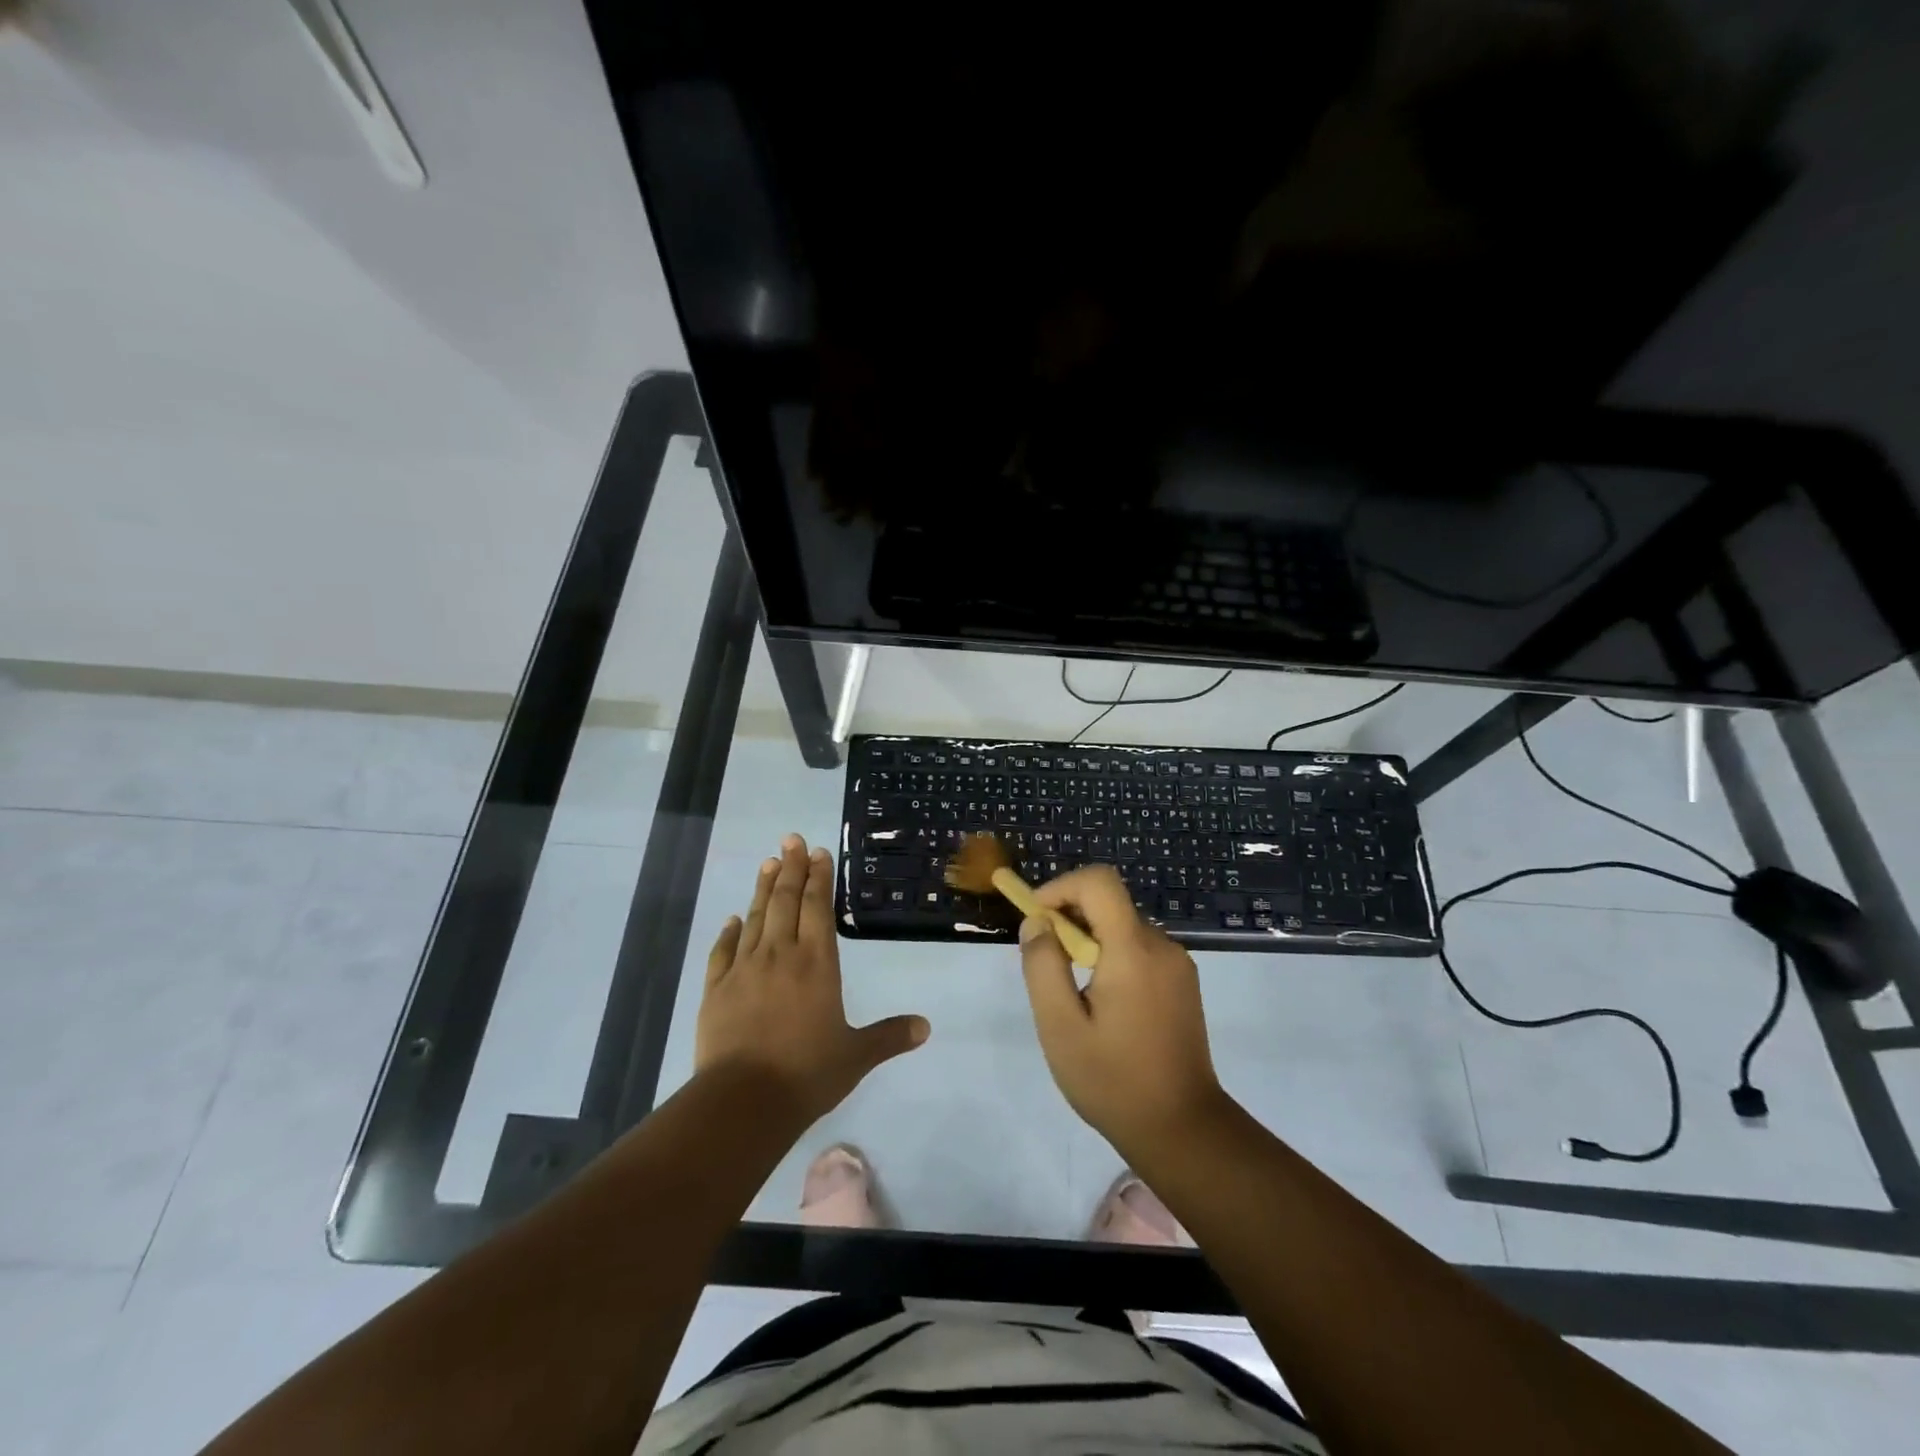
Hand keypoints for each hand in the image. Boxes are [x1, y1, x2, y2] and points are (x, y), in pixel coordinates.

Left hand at [697, 833, 928, 1123]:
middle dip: (790, 868)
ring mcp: (744, 969)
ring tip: (768, 863)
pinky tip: (732, 919)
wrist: (743, 1101)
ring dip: (763, 889)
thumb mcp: (856, 1056)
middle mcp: (780, 955)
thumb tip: (926, 1026)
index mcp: (817, 964)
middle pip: (785, 902)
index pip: (818, 908)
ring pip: (755, 918)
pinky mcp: (716, 989)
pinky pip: (722, 951)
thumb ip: (889, 1036)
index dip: (818, 878)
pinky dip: (728, 932)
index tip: (817, 853)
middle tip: (790, 839)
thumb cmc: (806, 1074)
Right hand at [1018, 865, 1227, 1157]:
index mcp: (1133, 950)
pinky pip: (1140, 949)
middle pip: (1110, 903)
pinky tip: (1102, 1004)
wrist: (1183, 1130)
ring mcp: (1178, 964)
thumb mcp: (1060, 1026)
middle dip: (1070, 918)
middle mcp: (1162, 946)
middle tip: (1046, 962)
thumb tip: (1036, 923)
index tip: (1036, 917)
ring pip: (1123, 926)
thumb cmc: (1114, 1080)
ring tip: (1072, 991)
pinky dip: (1112, 956)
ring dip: (1090, 940)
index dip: (1062, 886)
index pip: (1099, 882)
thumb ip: (1043, 966)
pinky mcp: (1183, 983)